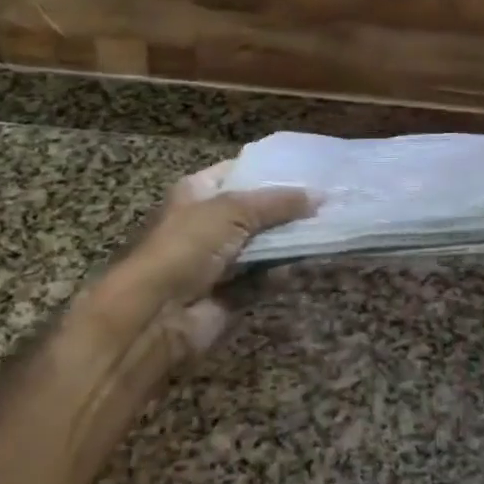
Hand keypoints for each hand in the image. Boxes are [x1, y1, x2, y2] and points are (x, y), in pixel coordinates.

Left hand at [94, 161, 312, 356]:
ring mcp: (217, 263)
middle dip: (287, 207)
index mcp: (197, 193)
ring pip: (262, 247)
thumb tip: (319, 196)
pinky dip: (283, 274)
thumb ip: (278, 202)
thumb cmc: (186, 246)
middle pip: (254, 211)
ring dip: (289, 241)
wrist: (153, 316)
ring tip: (330, 226)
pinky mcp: (229, 297)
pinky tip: (311, 262)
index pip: (238, 171)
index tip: (309, 167)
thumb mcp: (233, 210)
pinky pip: (262, 280)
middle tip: (329, 198)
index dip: (270, 169)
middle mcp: (206, 225)